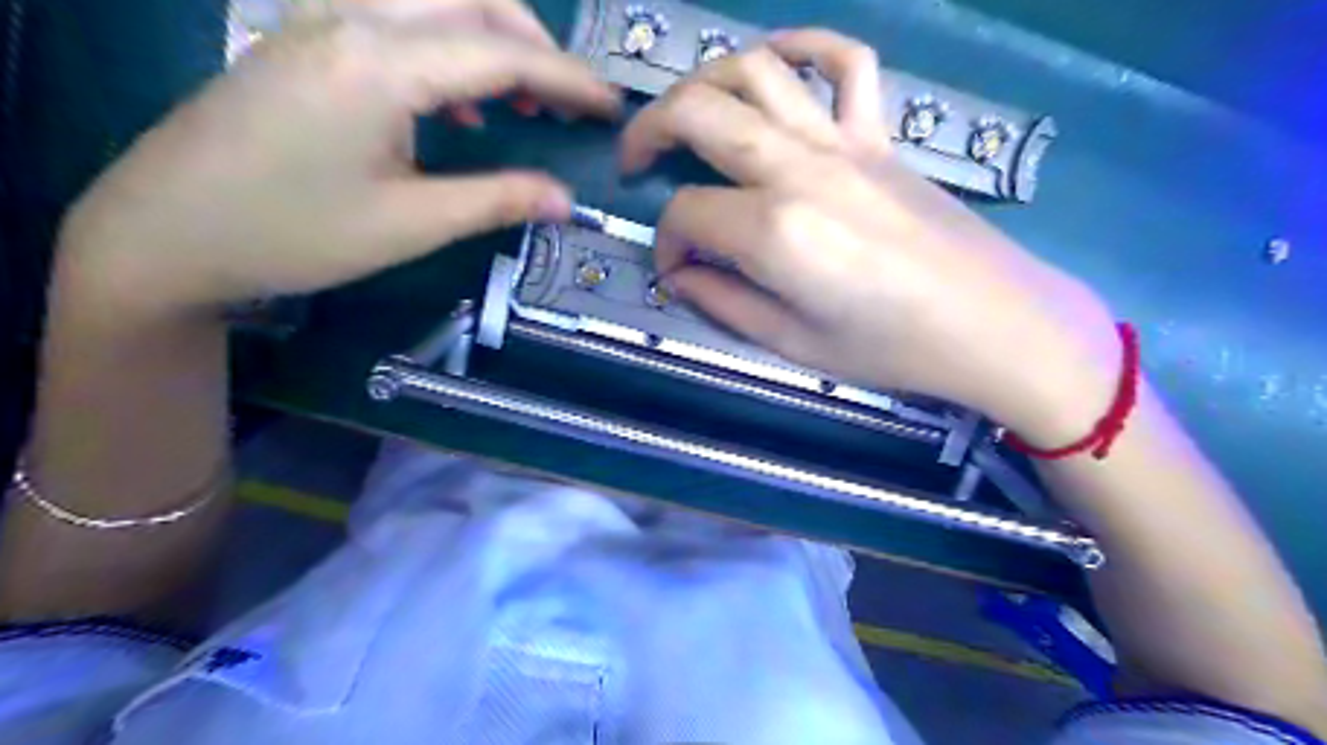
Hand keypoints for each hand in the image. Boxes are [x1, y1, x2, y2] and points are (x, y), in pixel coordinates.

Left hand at [55, 0, 620, 314]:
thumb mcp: (410, 226)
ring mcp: (320, 18)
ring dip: (490, 35)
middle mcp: (351, 17)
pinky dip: (445, 43)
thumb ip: (496, 201)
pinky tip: (454, 101)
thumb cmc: (293, 235)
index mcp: (381, 65)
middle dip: (534, 43)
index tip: (610, 106)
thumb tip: (565, 200)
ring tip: (522, 96)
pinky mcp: (305, 36)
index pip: (500, 54)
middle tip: (568, 101)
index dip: (566, 79)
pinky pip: (394, 14)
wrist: (165, 233)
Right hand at [622, 29, 1116, 440]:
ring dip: (706, 81)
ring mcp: (843, 142)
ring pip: (756, 70)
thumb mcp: (792, 344)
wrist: (990, 324)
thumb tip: (679, 275)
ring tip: (688, 114)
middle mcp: (798, 169)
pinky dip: (805, 47)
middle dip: (649, 132)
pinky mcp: (880, 135)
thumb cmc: (890, 349)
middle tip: (636, 163)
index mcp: (773, 231)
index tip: (675, 271)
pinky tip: (778, 64)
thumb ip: (723, 303)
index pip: (686, 214)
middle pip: (699, 113)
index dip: (666, 243)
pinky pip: (845, 62)